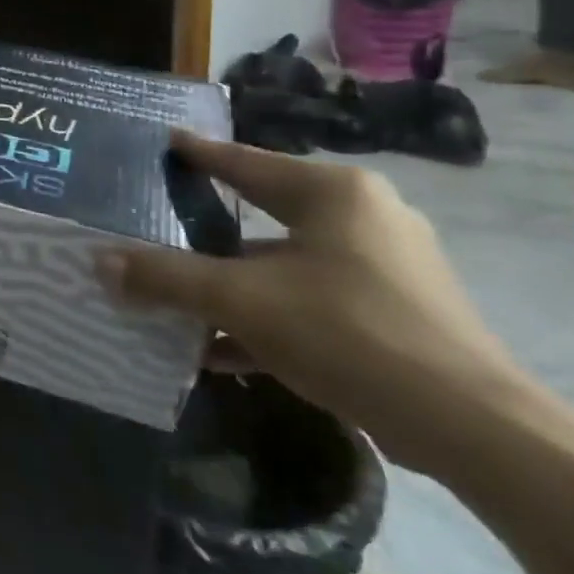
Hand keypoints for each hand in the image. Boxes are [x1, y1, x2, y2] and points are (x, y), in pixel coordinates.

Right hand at [106, 131, 525, 473]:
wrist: (474, 430)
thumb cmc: (350, 333)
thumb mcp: (242, 301)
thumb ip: (166, 278)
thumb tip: (99, 261)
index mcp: (332, 193)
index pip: (245, 162)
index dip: (199, 153)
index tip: (164, 142)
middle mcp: (363, 217)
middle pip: (264, 212)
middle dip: (210, 225)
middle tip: (161, 217)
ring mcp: (385, 267)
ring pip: (285, 262)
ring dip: (234, 281)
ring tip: (181, 292)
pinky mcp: (395, 313)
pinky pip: (310, 300)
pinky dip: (267, 315)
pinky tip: (222, 346)